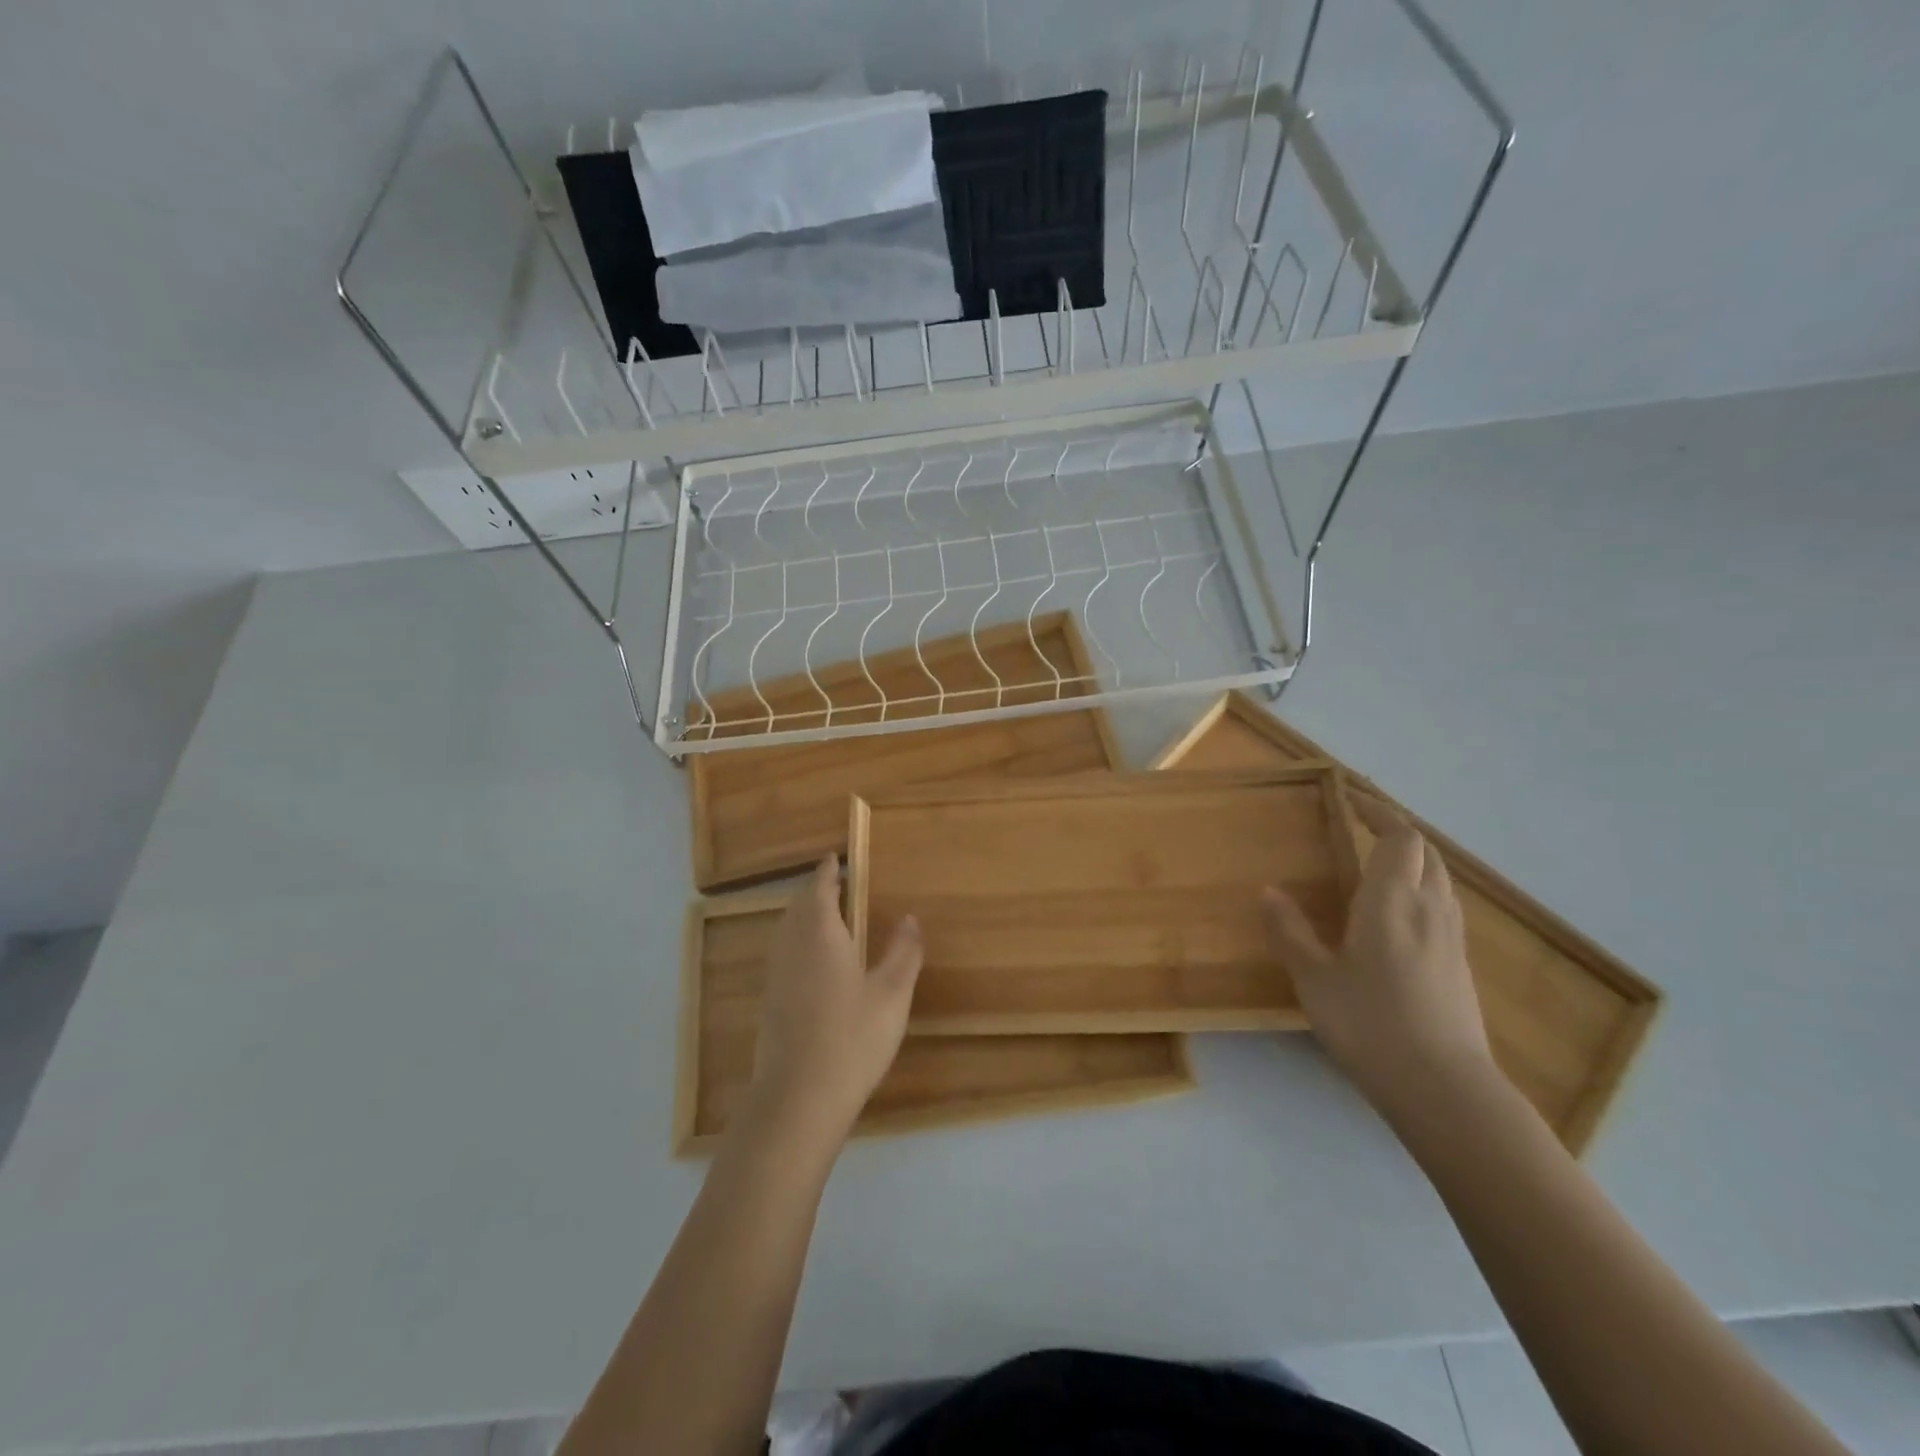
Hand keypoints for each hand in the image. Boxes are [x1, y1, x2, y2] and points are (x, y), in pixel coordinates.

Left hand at [742, 857, 923, 1150]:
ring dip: (804, 915)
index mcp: (819, 934)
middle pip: (798, 906)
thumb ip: (904, 952)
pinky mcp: (770, 1002)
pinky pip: (784, 953)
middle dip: (815, 890)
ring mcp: (776, 975)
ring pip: (787, 930)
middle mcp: (791, 946)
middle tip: (836, 883)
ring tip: (828, 916)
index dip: (828, 871)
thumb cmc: (851, 1038)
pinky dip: (799, 941)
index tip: (836, 857)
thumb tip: (910, 918)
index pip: (819, 888)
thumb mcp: (891, 994)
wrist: (797, 1099)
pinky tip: (815, 963)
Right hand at [1262, 795, 1496, 1122]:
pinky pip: (1444, 904)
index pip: (1399, 837)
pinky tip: (1400, 913)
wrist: (1444, 1089)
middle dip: (1397, 831)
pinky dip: (1423, 887)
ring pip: (1440, 878)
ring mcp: (1451, 938)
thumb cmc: (1370, 1024)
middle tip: (1365, 825)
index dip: (1379, 812)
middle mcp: (1429, 909)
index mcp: (1392, 901)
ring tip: (1381, 862)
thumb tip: (1270, 892)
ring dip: (1414, 858)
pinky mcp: (1460, 964)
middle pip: (1426, 852)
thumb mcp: (1314, 978)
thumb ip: (1291, 931)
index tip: (1354, 798)